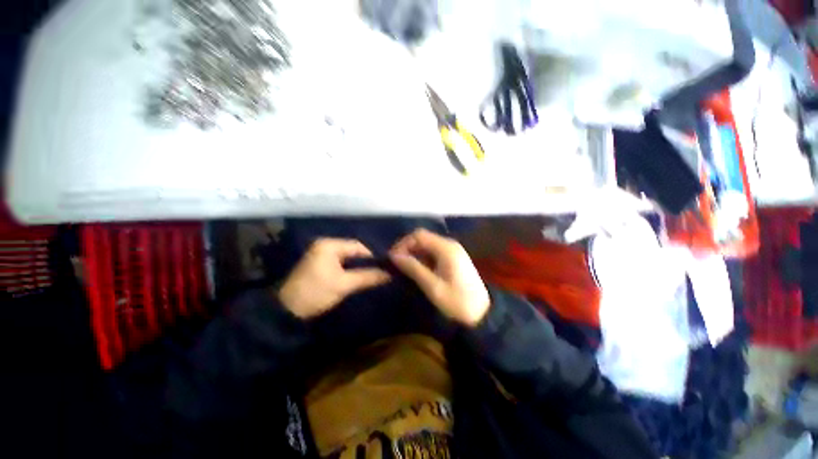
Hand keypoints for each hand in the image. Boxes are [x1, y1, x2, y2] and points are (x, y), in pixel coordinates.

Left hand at [278, 239, 390, 318]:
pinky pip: (339, 263)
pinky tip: (356, 278)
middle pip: (352, 251)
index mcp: (329, 245)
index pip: (357, 246)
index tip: (382, 268)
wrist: (286, 311)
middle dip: (364, 262)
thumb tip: (389, 274)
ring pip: (346, 258)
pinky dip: (348, 270)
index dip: (371, 256)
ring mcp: (320, 255)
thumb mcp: (344, 284)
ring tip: (369, 276)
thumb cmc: (316, 292)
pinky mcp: (318, 265)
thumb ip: (367, 276)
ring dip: (357, 267)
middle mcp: (324, 245)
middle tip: (378, 273)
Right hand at [389, 229, 489, 326]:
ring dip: (414, 254)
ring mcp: (453, 251)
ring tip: (404, 269)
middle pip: (423, 238)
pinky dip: (423, 259)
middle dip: (408, 249)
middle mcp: (450, 245)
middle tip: (396, 264)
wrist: (482, 314)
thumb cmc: (457, 302)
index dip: (403, 244)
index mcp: (446, 248)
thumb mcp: (432, 286)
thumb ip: (413, 268)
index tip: (393, 259)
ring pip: (428, 246)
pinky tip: (418, 270)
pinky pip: (434, 253)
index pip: (419, 235)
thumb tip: (394, 256)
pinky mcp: (454, 259)